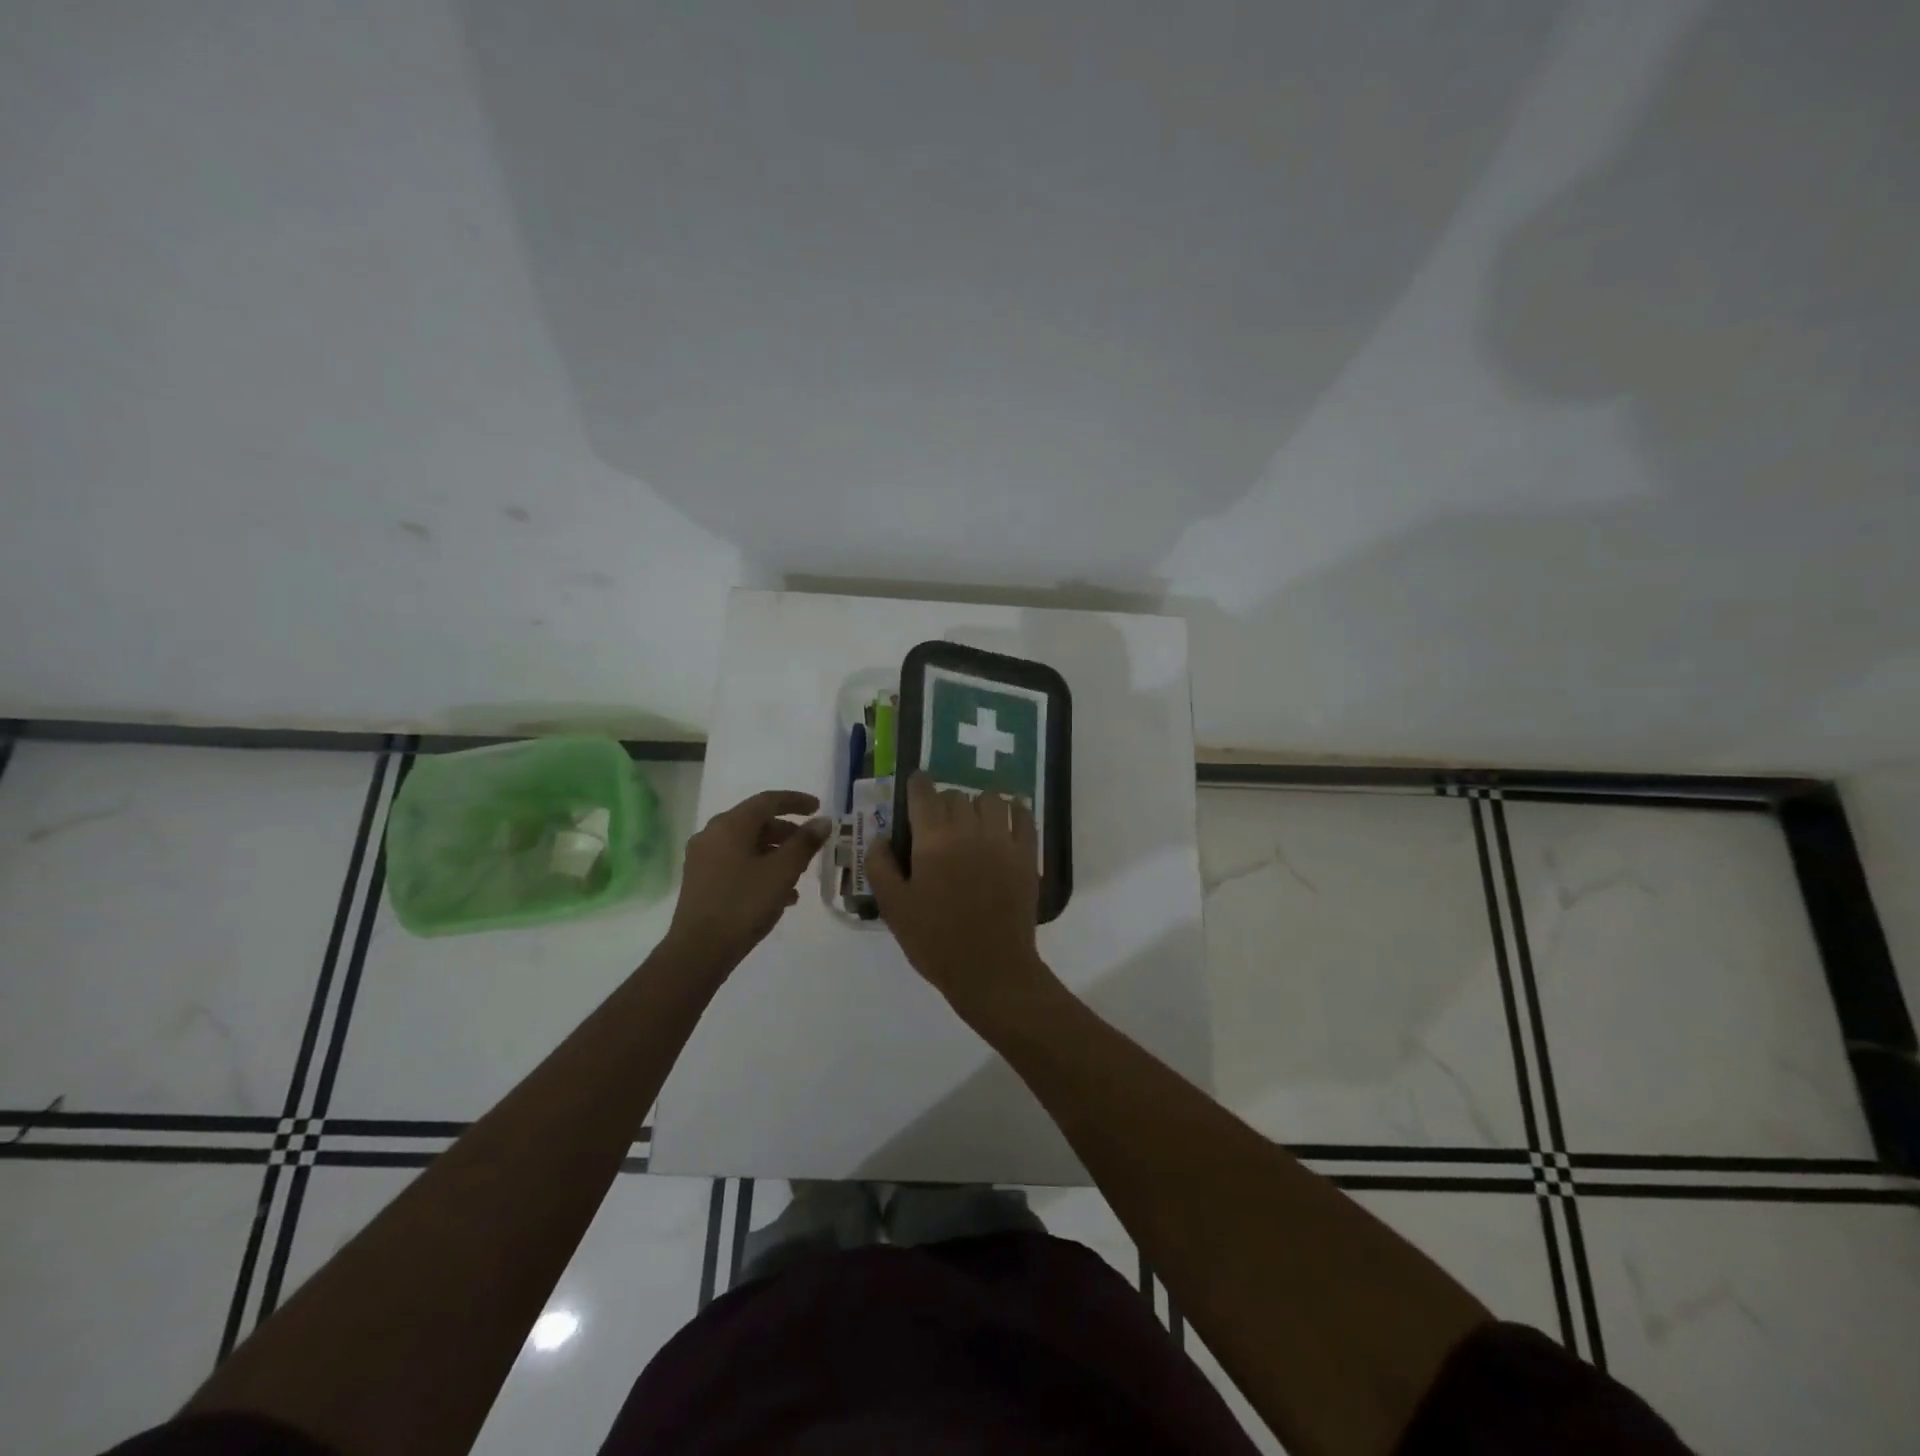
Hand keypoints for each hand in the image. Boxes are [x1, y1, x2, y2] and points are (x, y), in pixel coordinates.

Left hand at [665, 790, 831, 971]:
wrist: (699, 951)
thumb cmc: (743, 904)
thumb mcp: (782, 872)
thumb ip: (805, 843)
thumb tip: (823, 822)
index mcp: (730, 825)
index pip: (767, 800)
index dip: (796, 801)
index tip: (818, 808)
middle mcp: (712, 835)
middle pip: (756, 822)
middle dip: (787, 831)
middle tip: (811, 845)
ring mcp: (702, 859)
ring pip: (747, 845)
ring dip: (776, 853)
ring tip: (800, 874)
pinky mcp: (701, 881)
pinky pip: (736, 863)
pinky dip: (760, 869)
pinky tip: (780, 895)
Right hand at [866, 773, 1056, 1029]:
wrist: (990, 969)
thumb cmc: (935, 941)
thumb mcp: (894, 908)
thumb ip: (880, 866)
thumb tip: (879, 836)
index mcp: (933, 840)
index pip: (924, 794)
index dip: (918, 784)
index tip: (915, 783)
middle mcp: (969, 830)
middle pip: (956, 796)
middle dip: (944, 802)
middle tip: (939, 822)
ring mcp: (1003, 841)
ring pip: (991, 800)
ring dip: (978, 804)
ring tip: (973, 821)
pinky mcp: (1027, 855)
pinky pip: (1024, 817)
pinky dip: (1015, 811)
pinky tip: (1008, 818)